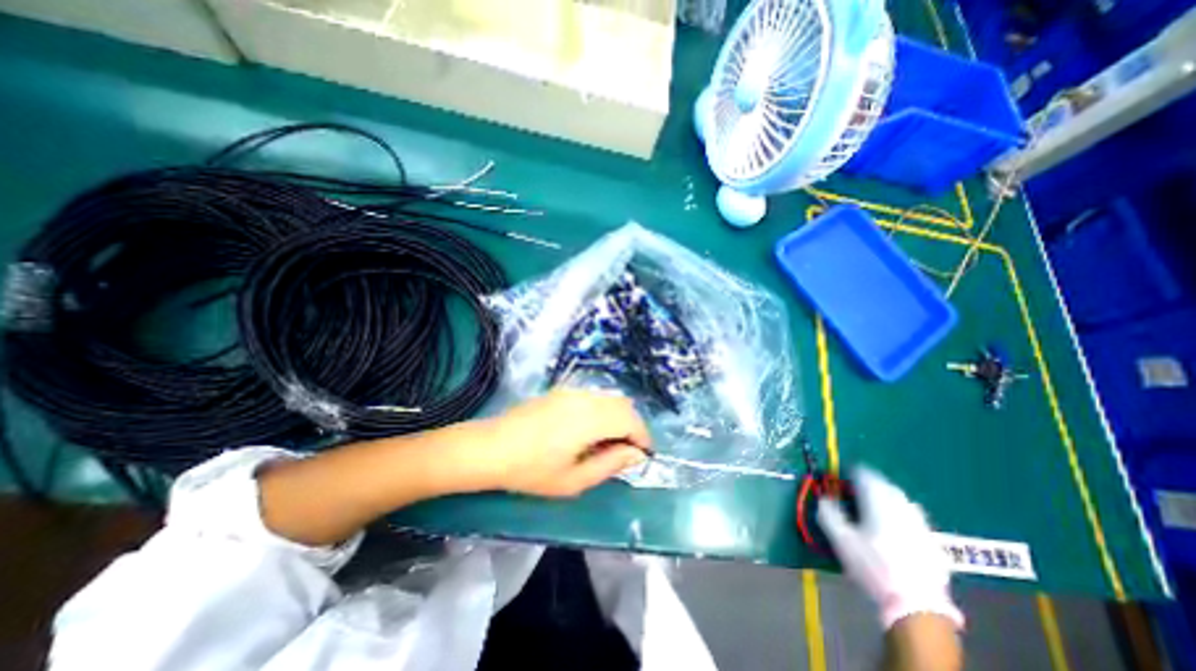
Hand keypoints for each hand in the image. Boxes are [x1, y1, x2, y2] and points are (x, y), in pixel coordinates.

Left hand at [481, 388, 649, 498]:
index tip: (644, 455)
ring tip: (609, 443)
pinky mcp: (562, 391)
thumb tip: (636, 454)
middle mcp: (585, 398)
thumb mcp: (574, 479)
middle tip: (627, 452)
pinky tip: (590, 431)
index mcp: (590, 419)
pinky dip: (604, 411)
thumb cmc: (531, 470)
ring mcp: (572, 392)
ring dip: (619, 417)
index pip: (630, 420)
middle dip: (633, 426)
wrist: (491, 448)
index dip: (643, 437)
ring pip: (609, 398)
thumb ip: (610, 464)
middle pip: (624, 405)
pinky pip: (594, 397)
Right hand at [818, 467, 964, 627]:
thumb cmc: (872, 567)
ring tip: (874, 510)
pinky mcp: (933, 543)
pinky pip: (914, 520)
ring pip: (902, 501)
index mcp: (879, 502)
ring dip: (887, 499)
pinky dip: (901, 517)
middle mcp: (902, 507)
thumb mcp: (840, 539)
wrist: (917, 607)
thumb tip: (824, 497)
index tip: (841, 479)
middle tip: (856, 492)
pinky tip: (895, 532)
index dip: (851, 473)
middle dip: (870, 484)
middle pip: (885, 485)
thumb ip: (828, 513)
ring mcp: (921, 525)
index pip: (865, 475)